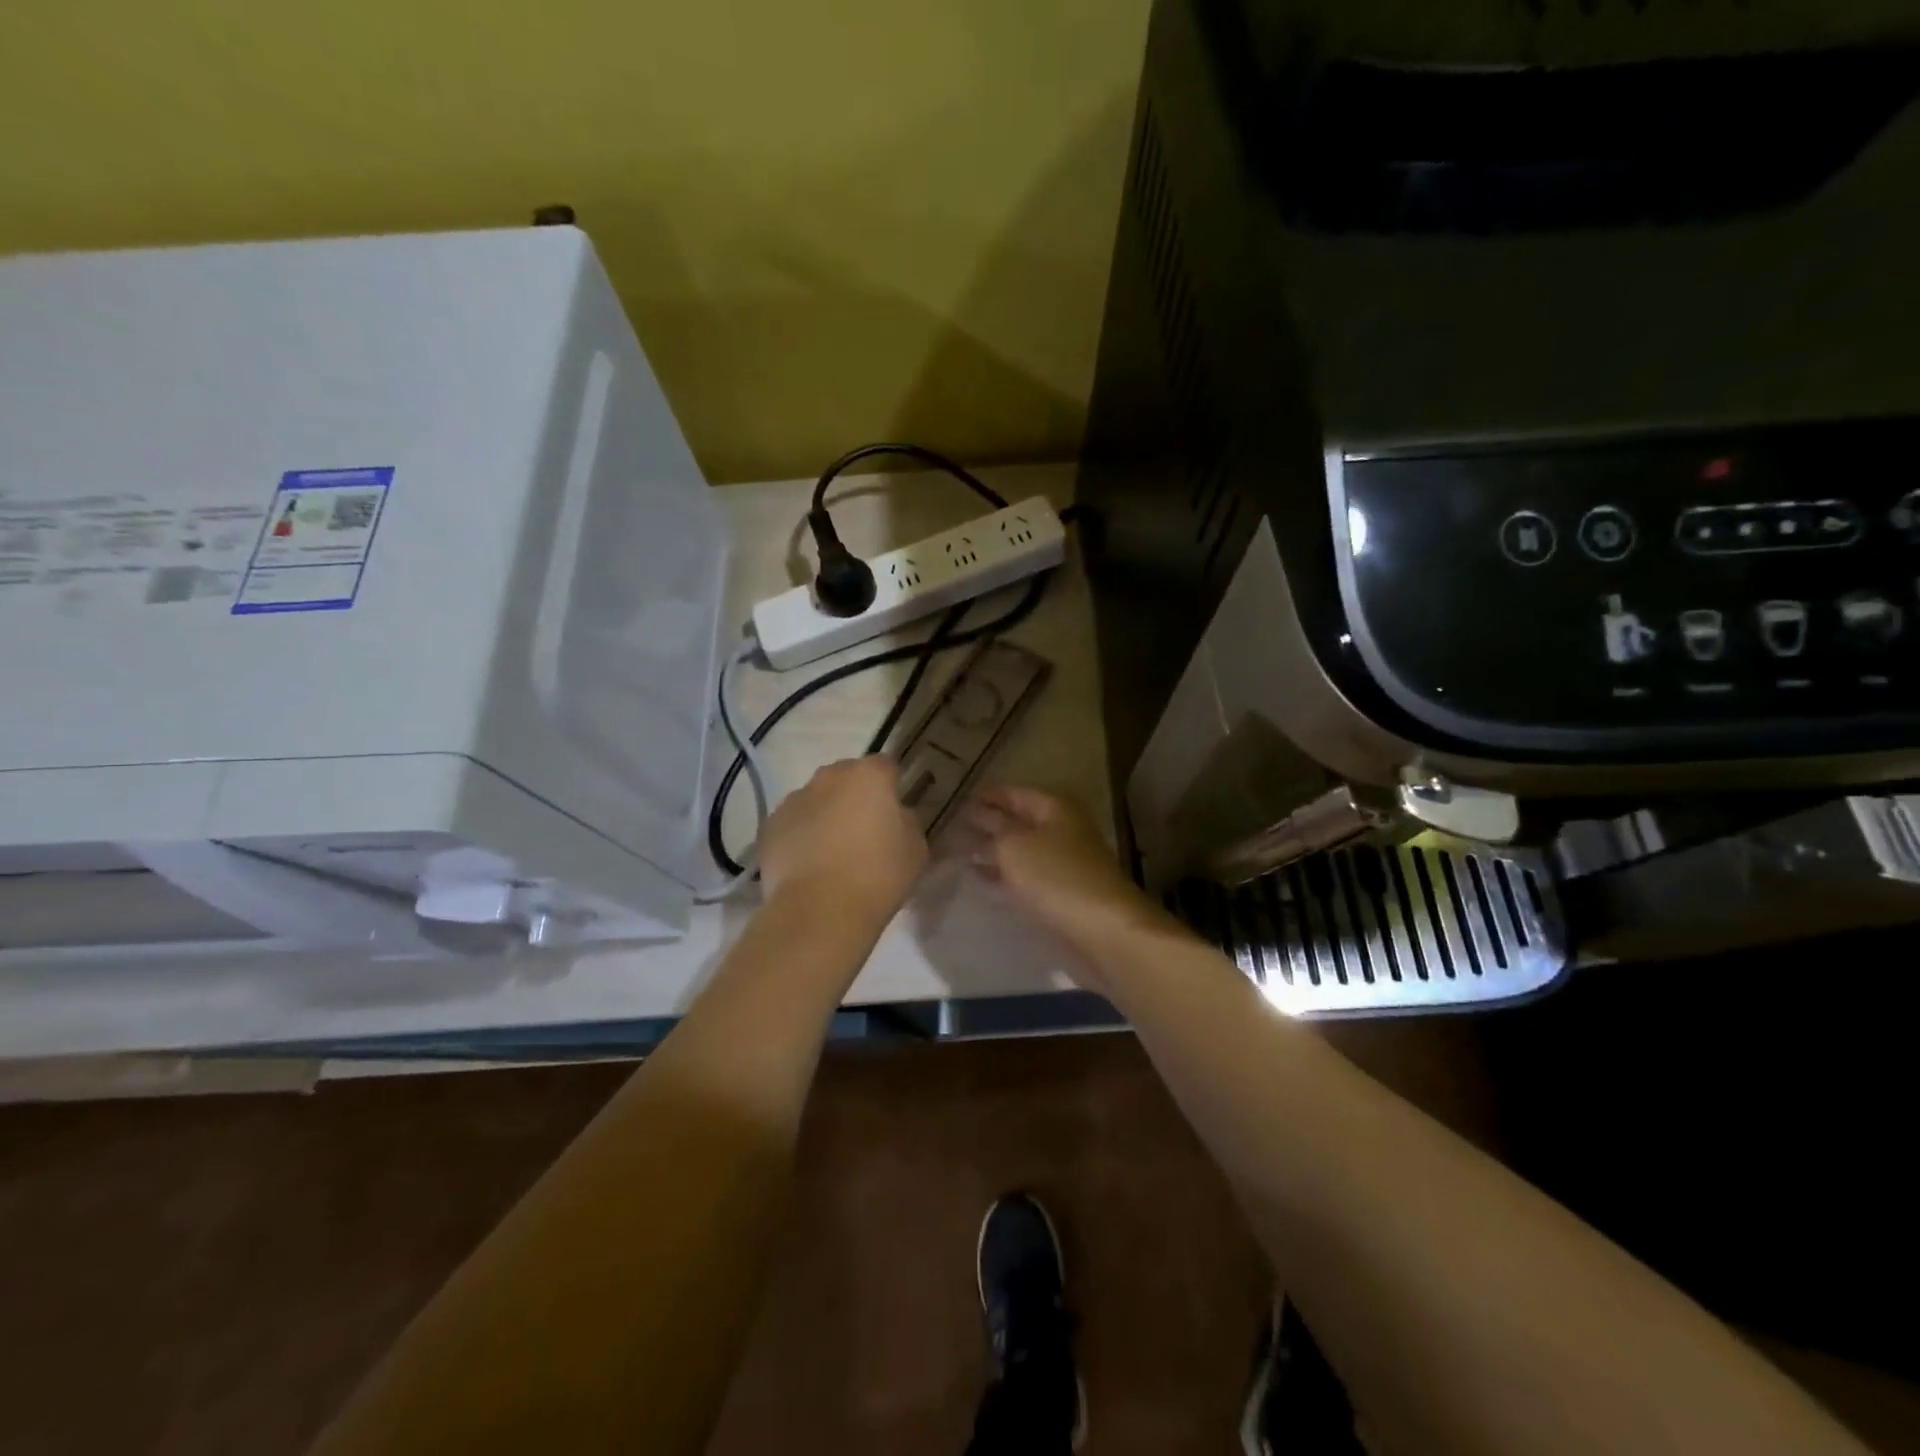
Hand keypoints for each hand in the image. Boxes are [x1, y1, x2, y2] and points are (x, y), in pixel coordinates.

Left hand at [758, 756, 926, 925]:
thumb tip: (896, 816)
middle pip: (846, 777)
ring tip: (833, 852)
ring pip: (816, 798)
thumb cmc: (878, 875)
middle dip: (855, 796)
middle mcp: (829, 777)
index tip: (895, 809)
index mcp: (868, 776)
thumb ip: (907, 822)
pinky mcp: (770, 826)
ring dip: (826, 814)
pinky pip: (793, 823)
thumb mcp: (916, 849)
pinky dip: (802, 835)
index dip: (892, 785)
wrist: (819, 910)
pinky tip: (809, 864)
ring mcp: (794, 799)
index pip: (885, 766)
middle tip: (864, 830)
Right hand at [955, 786, 1167, 961]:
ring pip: (1018, 850)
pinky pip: (1023, 877)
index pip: (1012, 792)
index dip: (983, 796)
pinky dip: (1000, 875)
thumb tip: (972, 819)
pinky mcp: (1058, 892)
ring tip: (953, 853)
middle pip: (1015, 821)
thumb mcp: (1013, 846)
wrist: (1102, 929)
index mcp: (1053, 806)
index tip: (951, 803)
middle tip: (946, 829)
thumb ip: (989, 831)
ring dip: (989, 851)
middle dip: (983, 824)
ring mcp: (1061, 862)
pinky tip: (976, 878)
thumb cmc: (1056, 876)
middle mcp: (1060, 828)